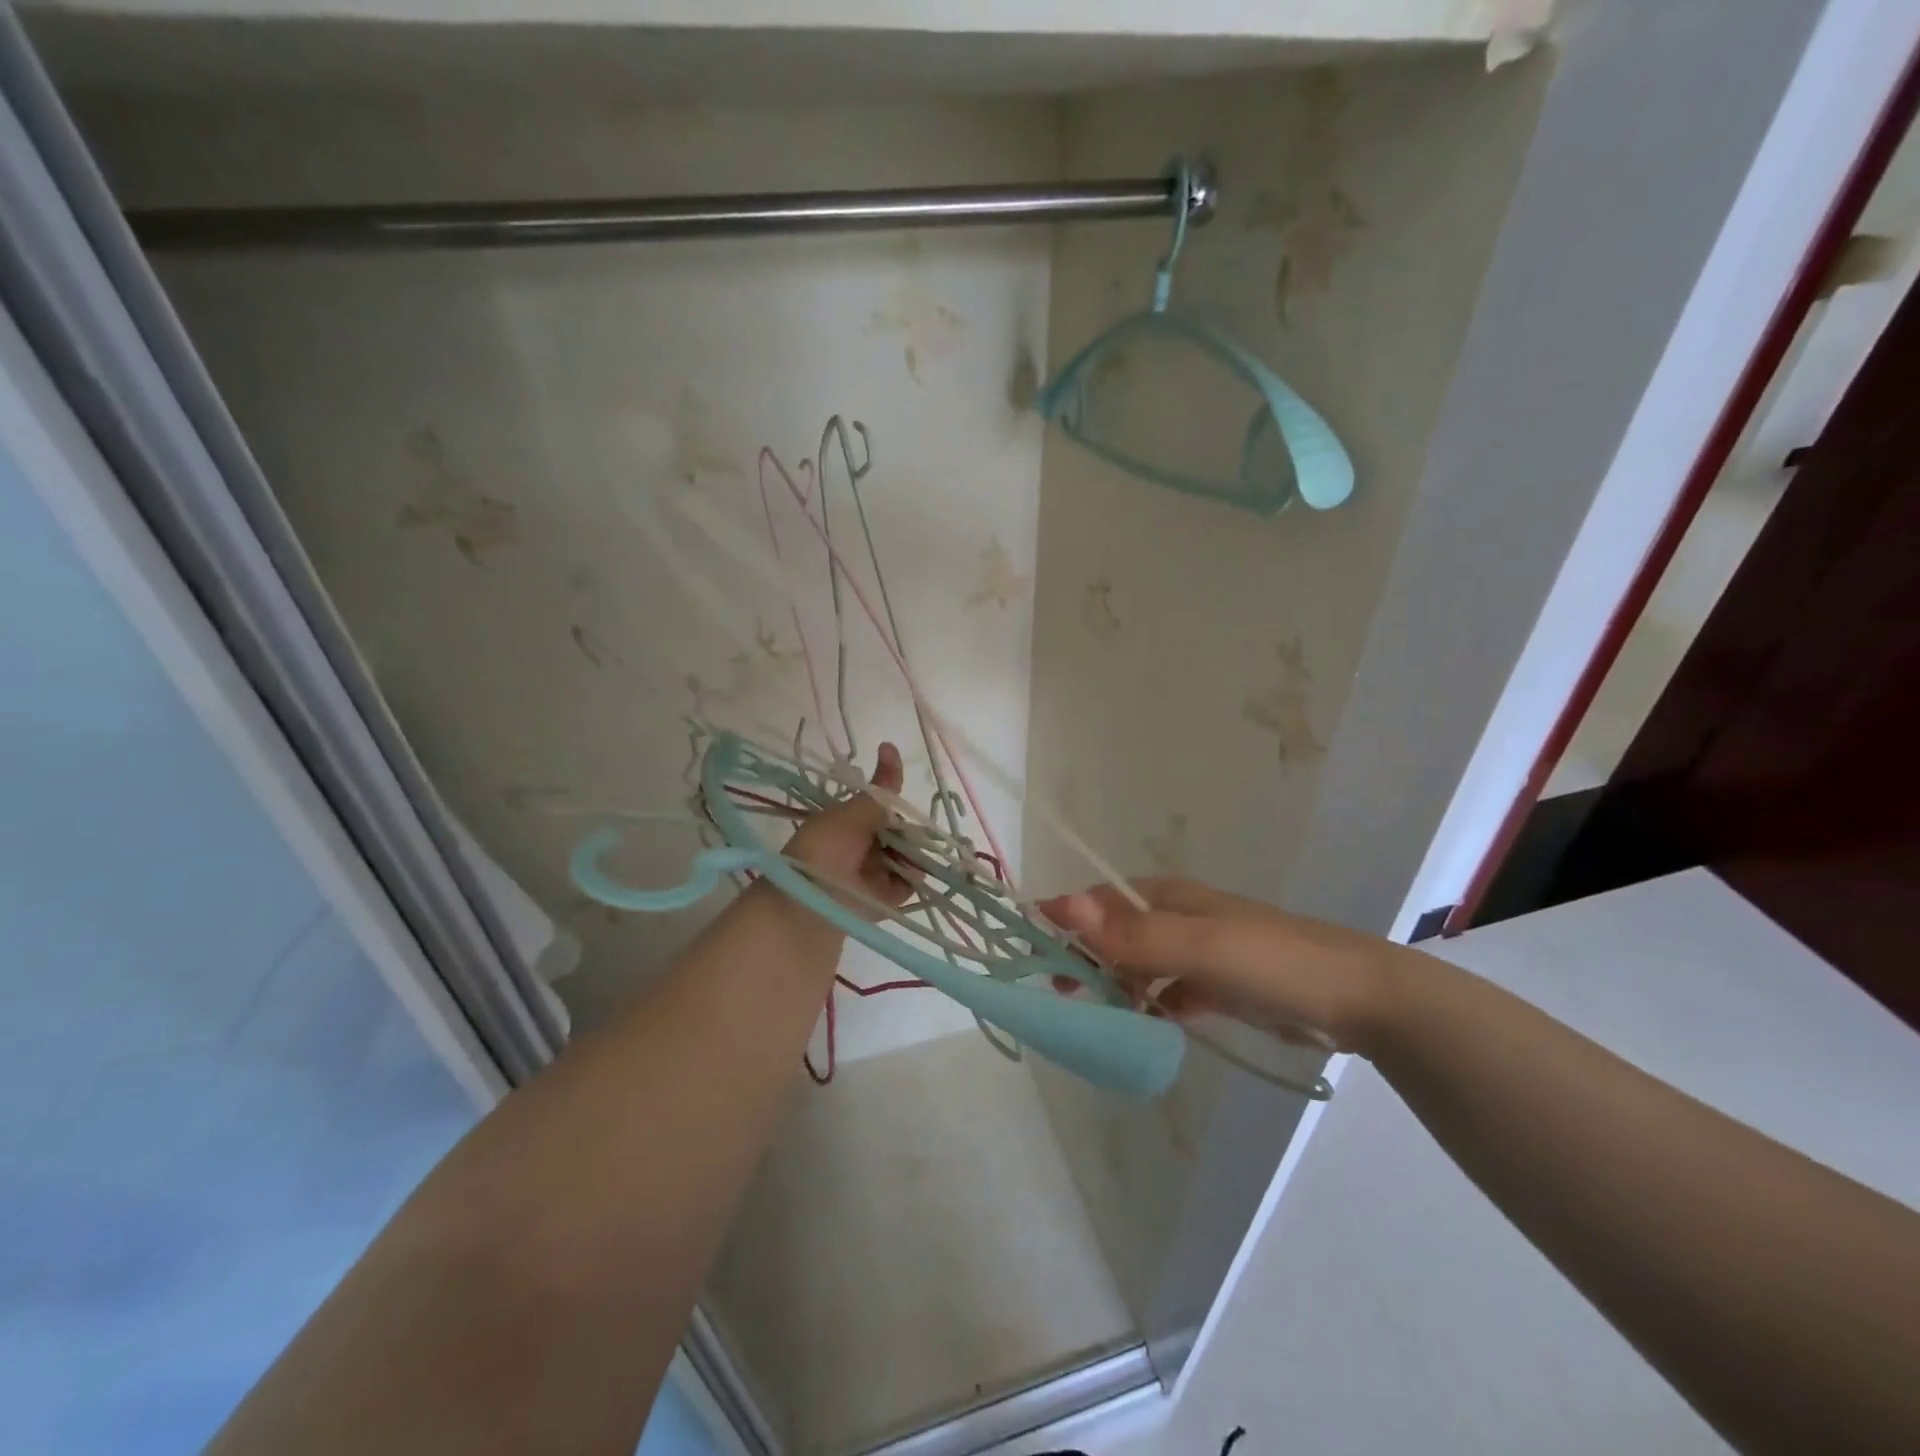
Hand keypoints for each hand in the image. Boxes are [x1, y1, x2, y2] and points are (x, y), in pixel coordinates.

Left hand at [782, 742, 911, 918]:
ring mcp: (876, 873)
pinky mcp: (888, 898)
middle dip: (909, 829)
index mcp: (849, 824)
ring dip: (913, 851)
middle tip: (908, 832)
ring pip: (908, 854)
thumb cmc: (824, 850)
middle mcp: (864, 847)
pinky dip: (915, 874)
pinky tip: (913, 868)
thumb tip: (890, 745)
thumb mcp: (852, 813)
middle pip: (899, 831)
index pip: (882, 807)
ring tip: (908, 852)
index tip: (904, 800)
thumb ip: (881, 788)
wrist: (811, 903)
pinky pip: (910, 881)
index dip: (895, 803)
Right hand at [1037, 877, 1417, 1055]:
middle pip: (1116, 933)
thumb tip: (1062, 905)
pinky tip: (1144, 1026)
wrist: (1358, 999)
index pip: (1101, 901)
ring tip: (1090, 1013)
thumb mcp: (1199, 947)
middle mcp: (1180, 919)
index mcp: (1170, 899)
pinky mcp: (1220, 985)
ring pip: (1140, 964)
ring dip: (1114, 983)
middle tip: (1058, 991)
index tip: (1033, 947)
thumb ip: (1133, 935)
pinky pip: (1169, 992)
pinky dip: (1151, 1005)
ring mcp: (1201, 953)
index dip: (1066, 918)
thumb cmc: (1272, 962)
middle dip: (1085, 955)